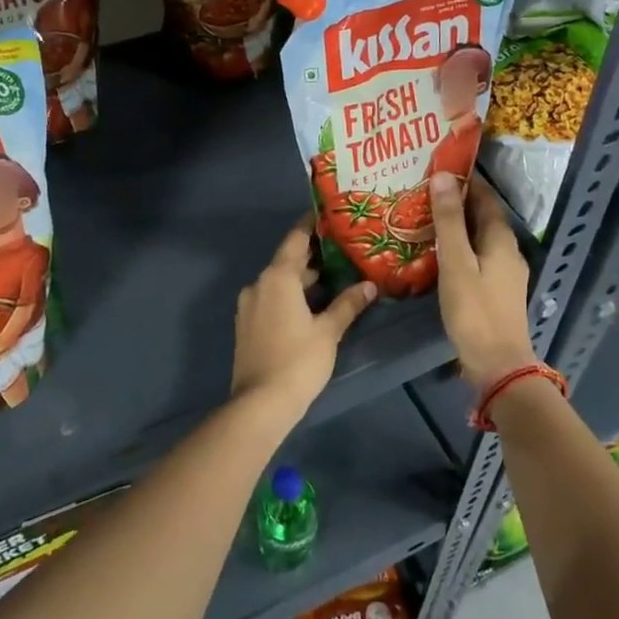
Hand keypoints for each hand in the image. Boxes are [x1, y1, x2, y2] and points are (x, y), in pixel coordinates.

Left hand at [230, 218, 375, 417]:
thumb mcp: (328, 331)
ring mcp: (249, 305)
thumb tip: (370, 285)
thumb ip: (348, 304)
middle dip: (314, 256)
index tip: (330, 215)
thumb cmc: (298, 361)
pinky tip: (312, 303)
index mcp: (277, 277)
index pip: (296, 239)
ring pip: (279, 281)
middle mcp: (259, 284)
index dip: (312, 225)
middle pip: (288, 261)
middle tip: (344, 249)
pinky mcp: (247, 324)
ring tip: (335, 277)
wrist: (260, 403)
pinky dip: (291, 294)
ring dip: (303, 278)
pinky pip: (272, 298)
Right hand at [429, 172, 536, 384]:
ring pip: (478, 237)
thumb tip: (443, 176)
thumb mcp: (455, 262)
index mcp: (501, 239)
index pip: (484, 197)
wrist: (497, 364)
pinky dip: (458, 246)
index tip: (436, 168)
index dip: (464, 180)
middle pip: (482, 216)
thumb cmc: (474, 311)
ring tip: (423, 218)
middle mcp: (508, 250)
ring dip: (455, 225)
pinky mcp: (496, 289)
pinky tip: (437, 252)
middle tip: (422, 191)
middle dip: (456, 202)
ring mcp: (505, 272)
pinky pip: (477, 255)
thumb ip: (448, 221)